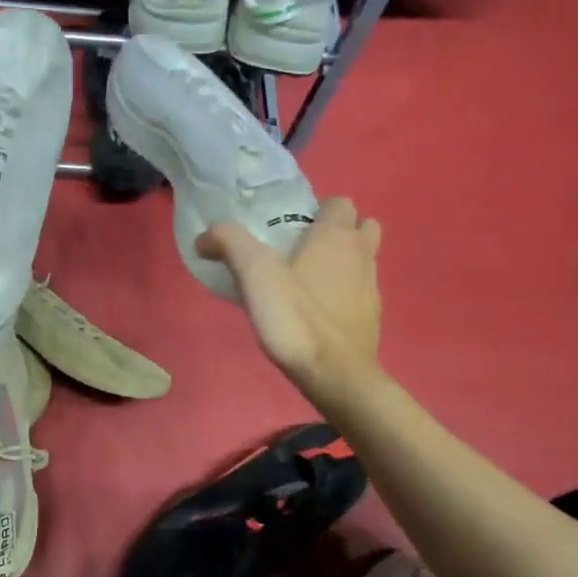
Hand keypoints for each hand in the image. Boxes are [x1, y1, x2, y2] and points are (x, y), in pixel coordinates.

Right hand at [197, 197, 382, 399]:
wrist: (335, 374)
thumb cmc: (295, 318)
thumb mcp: (254, 274)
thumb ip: (229, 243)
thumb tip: (205, 237)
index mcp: (336, 236)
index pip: (339, 202)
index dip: (317, 210)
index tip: (290, 229)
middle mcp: (361, 255)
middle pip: (361, 226)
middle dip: (338, 232)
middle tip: (303, 250)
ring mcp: (371, 288)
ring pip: (364, 259)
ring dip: (344, 262)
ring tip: (309, 281)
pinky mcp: (372, 318)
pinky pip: (360, 293)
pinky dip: (345, 294)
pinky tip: (318, 312)